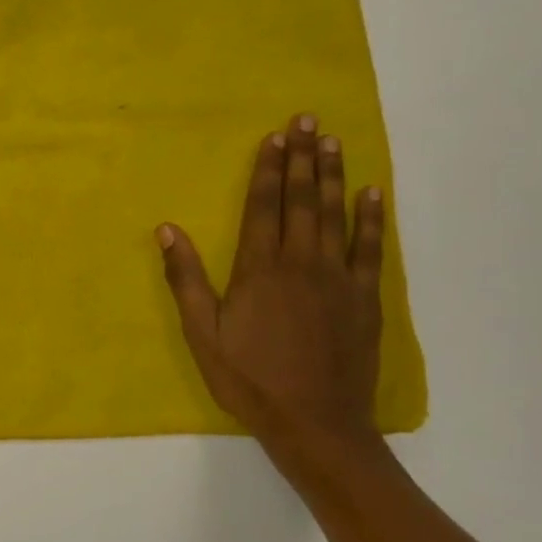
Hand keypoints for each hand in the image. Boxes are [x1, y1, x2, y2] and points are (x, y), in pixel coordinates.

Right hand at [158, 114, 385, 466]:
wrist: (314, 421)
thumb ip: (186, 279)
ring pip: (336, 214)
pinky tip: (373, 193)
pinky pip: (371, 248)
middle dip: (303, 158)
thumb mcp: (202, 334)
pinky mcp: (364, 298)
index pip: (263, 207)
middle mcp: (300, 262)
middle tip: (308, 121)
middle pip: (302, 200)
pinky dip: (372, 218)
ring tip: (334, 142)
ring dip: (334, 175)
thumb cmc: (249, 378)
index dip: (267, 170)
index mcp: (259, 269)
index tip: (273, 137)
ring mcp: (337, 278)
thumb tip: (167, 230)